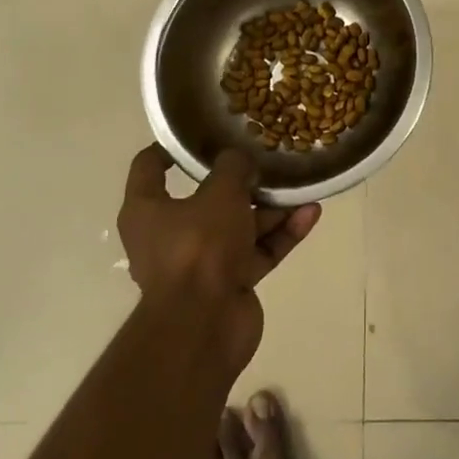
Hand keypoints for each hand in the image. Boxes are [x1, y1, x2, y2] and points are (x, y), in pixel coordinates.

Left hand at [117, 145, 321, 365]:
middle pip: (207, 198)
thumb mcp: (219, 193)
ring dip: (271, 208)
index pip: (150, 167)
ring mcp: (203, 261)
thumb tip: (239, 160)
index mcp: (147, 210)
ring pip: (240, 225)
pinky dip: (281, 234)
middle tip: (268, 158)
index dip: (172, 147)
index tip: (201, 132)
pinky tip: (311, 214)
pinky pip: (258, 250)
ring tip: (302, 184)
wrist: (205, 326)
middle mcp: (169, 235)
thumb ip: (233, 167)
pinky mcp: (231, 282)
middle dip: (242, 181)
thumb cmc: (199, 247)